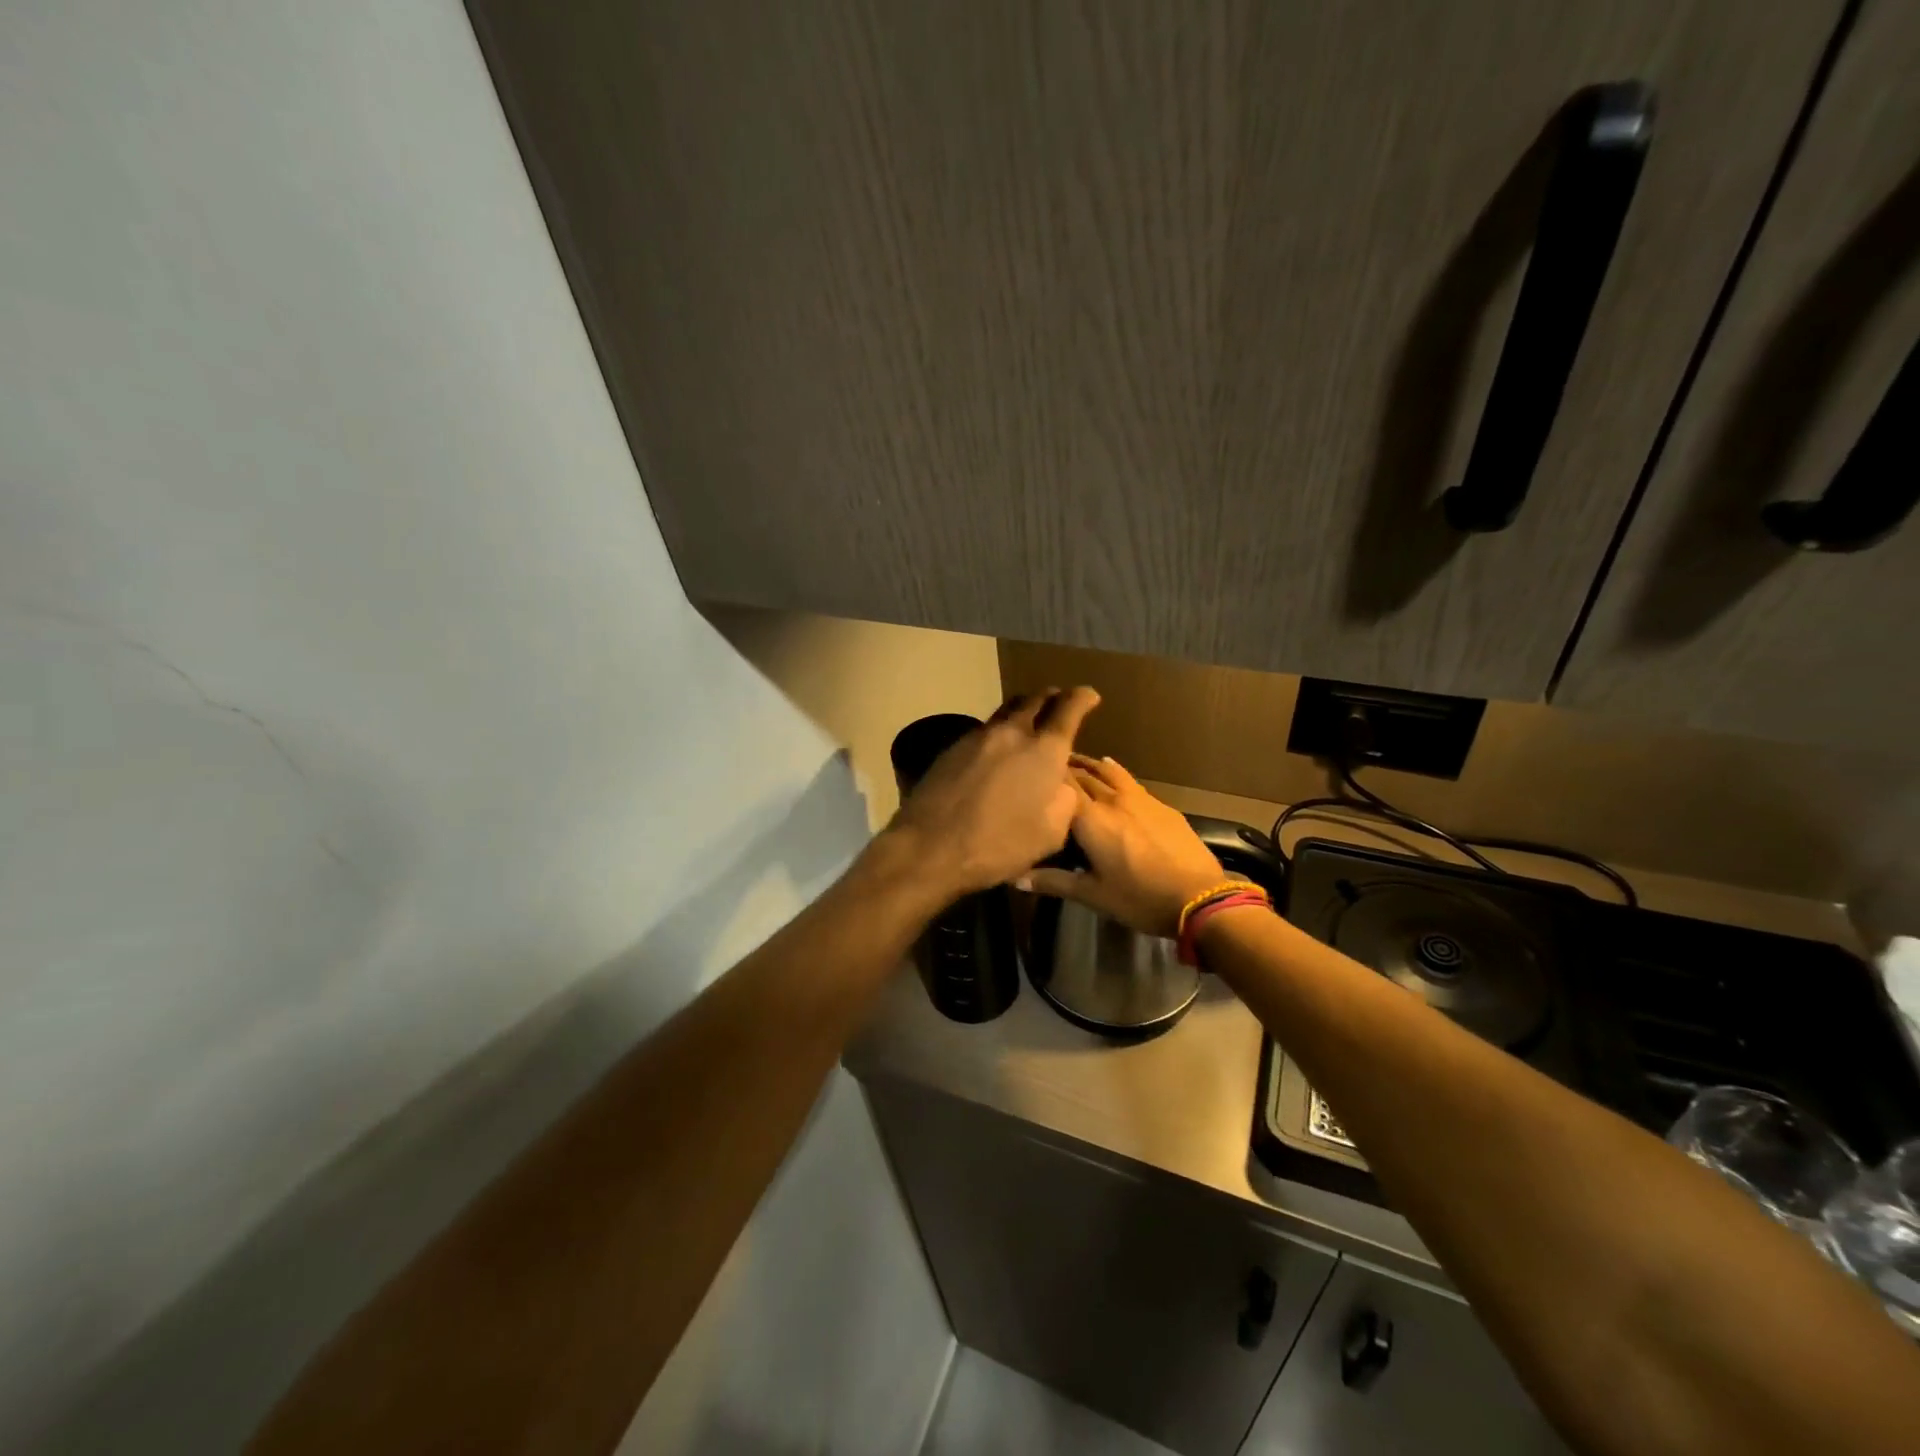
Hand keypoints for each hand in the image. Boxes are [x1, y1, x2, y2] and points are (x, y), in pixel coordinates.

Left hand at [881, 687, 1101, 899]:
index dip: (1083, 698)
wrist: (930, 846)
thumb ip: (1065, 800)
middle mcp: (1012, 732)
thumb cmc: (999, 845)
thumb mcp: (1051, 833)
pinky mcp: (953, 747)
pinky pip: (985, 729)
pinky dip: (1000, 730)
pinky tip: (998, 747)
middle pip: (1035, 700)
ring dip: (1024, 709)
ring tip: (1030, 718)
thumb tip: (1061, 783)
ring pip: (1007, 710)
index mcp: (1044, 750)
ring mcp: (979, 737)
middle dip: (1052, 697)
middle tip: (1060, 701)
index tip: (1090, 695)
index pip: (1069, 708)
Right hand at [1021, 756, 1224, 937]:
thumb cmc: (1139, 898)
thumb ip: (1053, 882)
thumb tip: (1016, 877)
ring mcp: (1139, 798)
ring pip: (1107, 771)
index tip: (1027, 774)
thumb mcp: (1093, 895)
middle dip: (1063, 769)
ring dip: (1089, 764)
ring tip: (1075, 761)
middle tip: (1045, 768)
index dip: (1043, 777)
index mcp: (1090, 819)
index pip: (1060, 786)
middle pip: (1082, 775)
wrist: (1199, 897)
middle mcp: (1111, 800)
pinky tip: (1110, 769)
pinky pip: (1129, 780)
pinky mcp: (1161, 805)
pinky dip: (1113, 772)